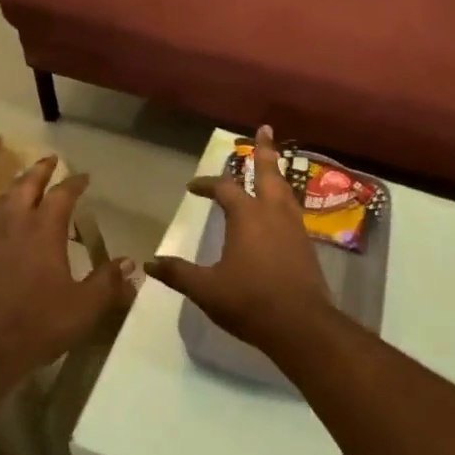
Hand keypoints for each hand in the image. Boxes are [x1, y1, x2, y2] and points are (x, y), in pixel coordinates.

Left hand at [0, 156, 135, 375]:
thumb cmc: (37, 323)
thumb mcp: (83, 307)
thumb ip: (108, 283)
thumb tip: (130, 264)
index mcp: (43, 228)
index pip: (62, 193)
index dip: (75, 182)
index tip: (84, 176)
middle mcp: (13, 223)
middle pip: (26, 185)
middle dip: (40, 170)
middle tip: (50, 160)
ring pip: (2, 200)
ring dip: (16, 188)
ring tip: (24, 186)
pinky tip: (0, 229)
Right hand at [145, 126, 334, 354]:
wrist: (300, 325)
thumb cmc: (250, 301)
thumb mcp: (207, 289)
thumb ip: (179, 273)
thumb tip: (149, 263)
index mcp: (246, 216)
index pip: (223, 189)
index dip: (207, 185)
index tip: (192, 187)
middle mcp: (273, 212)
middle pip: (268, 172)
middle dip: (264, 150)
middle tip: (265, 129)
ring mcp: (294, 226)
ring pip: (285, 188)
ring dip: (276, 172)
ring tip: (274, 162)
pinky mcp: (306, 242)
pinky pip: (293, 208)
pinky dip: (285, 196)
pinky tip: (282, 206)